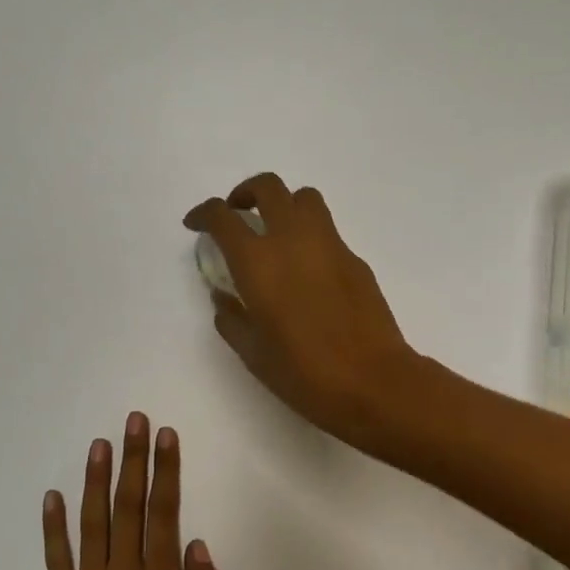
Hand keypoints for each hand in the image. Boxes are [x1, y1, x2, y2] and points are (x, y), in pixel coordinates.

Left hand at [43, 413, 224, 569]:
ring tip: (99, 444)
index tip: (165, 435)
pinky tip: (52, 497)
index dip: (166, 470)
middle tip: (133, 420)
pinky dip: (53, 528)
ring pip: (91, 525)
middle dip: (133, 459)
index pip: (165, 512)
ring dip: (95, 481)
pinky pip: (56, 563)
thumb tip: (197, 544)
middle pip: (128, 507)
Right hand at [183, 173, 425, 447]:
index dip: (203, 214)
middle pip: (268, 187)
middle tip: (238, 215)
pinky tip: (307, 270)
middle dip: (245, 193)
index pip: (222, 217)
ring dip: (283, 204)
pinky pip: (327, 230)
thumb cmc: (304, 373)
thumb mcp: (253, 353)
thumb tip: (223, 296)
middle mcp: (292, 239)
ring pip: (304, 198)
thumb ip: (231, 317)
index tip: (196, 224)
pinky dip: (309, 235)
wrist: (373, 381)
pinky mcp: (354, 258)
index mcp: (257, 261)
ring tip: (275, 234)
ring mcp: (329, 244)